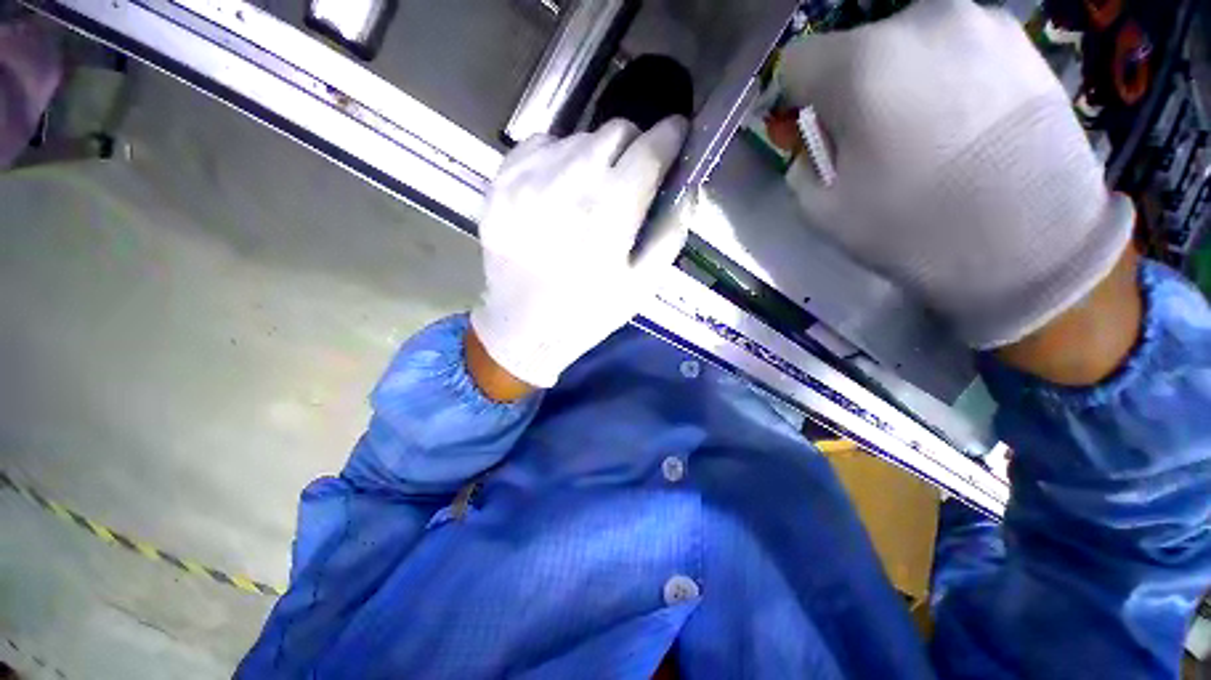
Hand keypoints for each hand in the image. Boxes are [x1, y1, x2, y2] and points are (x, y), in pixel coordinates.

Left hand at [469, 117, 688, 392]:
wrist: (523, 328)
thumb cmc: (588, 313)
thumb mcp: (643, 284)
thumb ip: (670, 231)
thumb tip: (686, 187)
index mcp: (609, 212)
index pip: (650, 148)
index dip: (670, 136)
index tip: (676, 135)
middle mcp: (568, 184)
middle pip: (614, 132)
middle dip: (633, 145)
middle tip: (631, 173)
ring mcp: (527, 179)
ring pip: (577, 137)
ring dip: (595, 155)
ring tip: (590, 190)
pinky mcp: (499, 183)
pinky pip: (539, 145)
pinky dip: (557, 157)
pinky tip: (557, 188)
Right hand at [779, 0, 1133, 349]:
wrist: (1034, 242)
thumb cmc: (914, 226)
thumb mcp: (824, 210)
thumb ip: (803, 165)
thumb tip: (814, 145)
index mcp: (861, 65)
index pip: (796, 61)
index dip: (793, 99)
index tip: (809, 131)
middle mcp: (916, 19)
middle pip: (852, 49)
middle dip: (847, 92)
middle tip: (868, 139)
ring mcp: (975, 19)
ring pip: (903, 43)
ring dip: (895, 81)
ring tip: (921, 131)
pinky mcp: (1016, 35)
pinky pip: (950, 45)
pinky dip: (939, 74)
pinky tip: (960, 120)